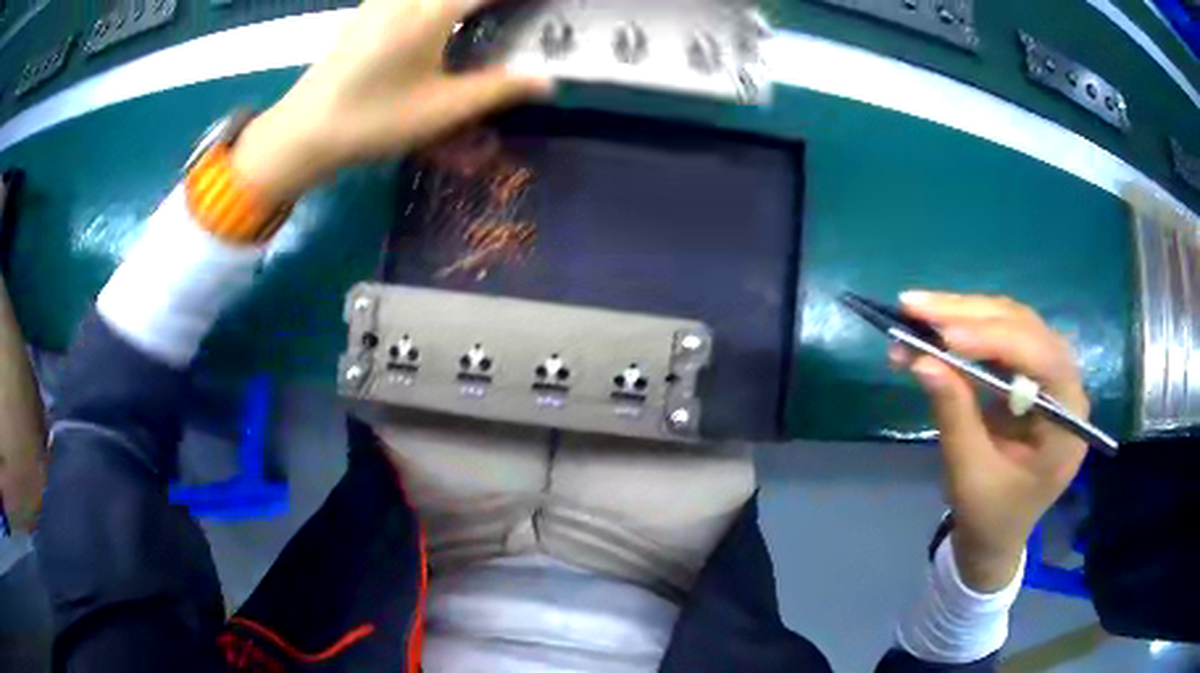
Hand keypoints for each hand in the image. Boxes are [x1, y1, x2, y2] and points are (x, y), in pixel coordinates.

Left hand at [233, 0, 552, 203]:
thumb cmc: (371, 122)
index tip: (547, 5)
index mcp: (429, 12)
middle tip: (512, 11)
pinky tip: (442, 15)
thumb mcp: (440, 111)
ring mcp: (382, 0)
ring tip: (482, 14)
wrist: (302, 132)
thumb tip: (547, 83)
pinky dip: (439, 2)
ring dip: (463, 1)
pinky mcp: (367, 10)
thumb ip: (497, 90)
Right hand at [892, 291, 1089, 592]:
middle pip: (1025, 329)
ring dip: (962, 313)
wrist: (996, 537)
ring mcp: (1049, 375)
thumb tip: (922, 360)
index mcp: (1068, 421)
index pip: (1043, 359)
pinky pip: (1001, 335)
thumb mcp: (969, 475)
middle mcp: (1066, 386)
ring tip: (916, 311)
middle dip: (969, 315)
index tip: (944, 336)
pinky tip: (935, 327)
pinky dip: (965, 328)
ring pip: (1011, 322)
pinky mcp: (1029, 373)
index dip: (996, 340)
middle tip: (914, 307)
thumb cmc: (989, 517)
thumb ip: (954, 415)